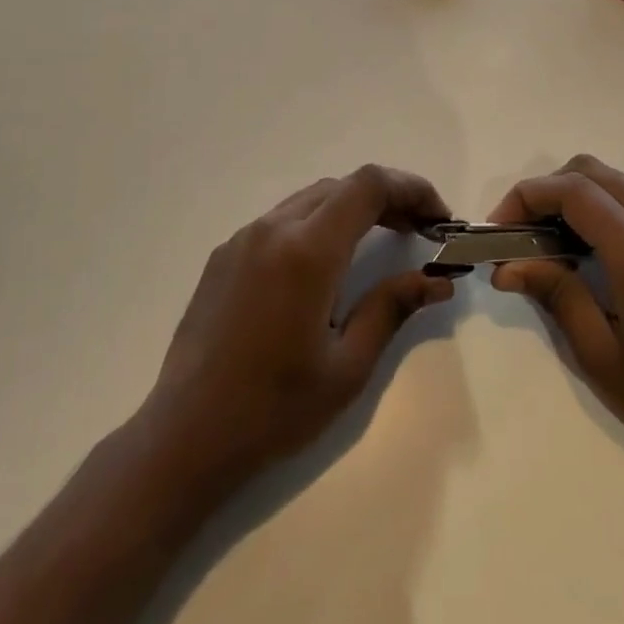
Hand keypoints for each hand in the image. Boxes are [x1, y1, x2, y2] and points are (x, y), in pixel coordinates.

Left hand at [138, 164, 455, 489]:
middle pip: (342, 186)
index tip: (438, 219)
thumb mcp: (347, 366)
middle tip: (419, 232)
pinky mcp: (224, 256)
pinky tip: (327, 263)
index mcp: (307, 251)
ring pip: (311, 199)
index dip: (412, 189)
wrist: (184, 436)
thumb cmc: (274, 409)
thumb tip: (439, 280)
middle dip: (388, 199)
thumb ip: (393, 308)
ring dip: (352, 208)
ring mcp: (242, 239)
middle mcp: (273, 229)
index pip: (369, 186)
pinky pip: (282, 220)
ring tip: (382, 240)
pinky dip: (318, 223)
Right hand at [489, 154, 623, 476]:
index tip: (500, 229)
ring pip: (621, 182)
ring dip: (580, 198)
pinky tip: (602, 254)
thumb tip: (507, 265)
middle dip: (548, 191)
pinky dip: (612, 209)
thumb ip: (554, 295)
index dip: (526, 197)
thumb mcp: (599, 356)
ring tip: (558, 245)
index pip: (572, 190)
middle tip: (524, 234)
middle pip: (593, 171)